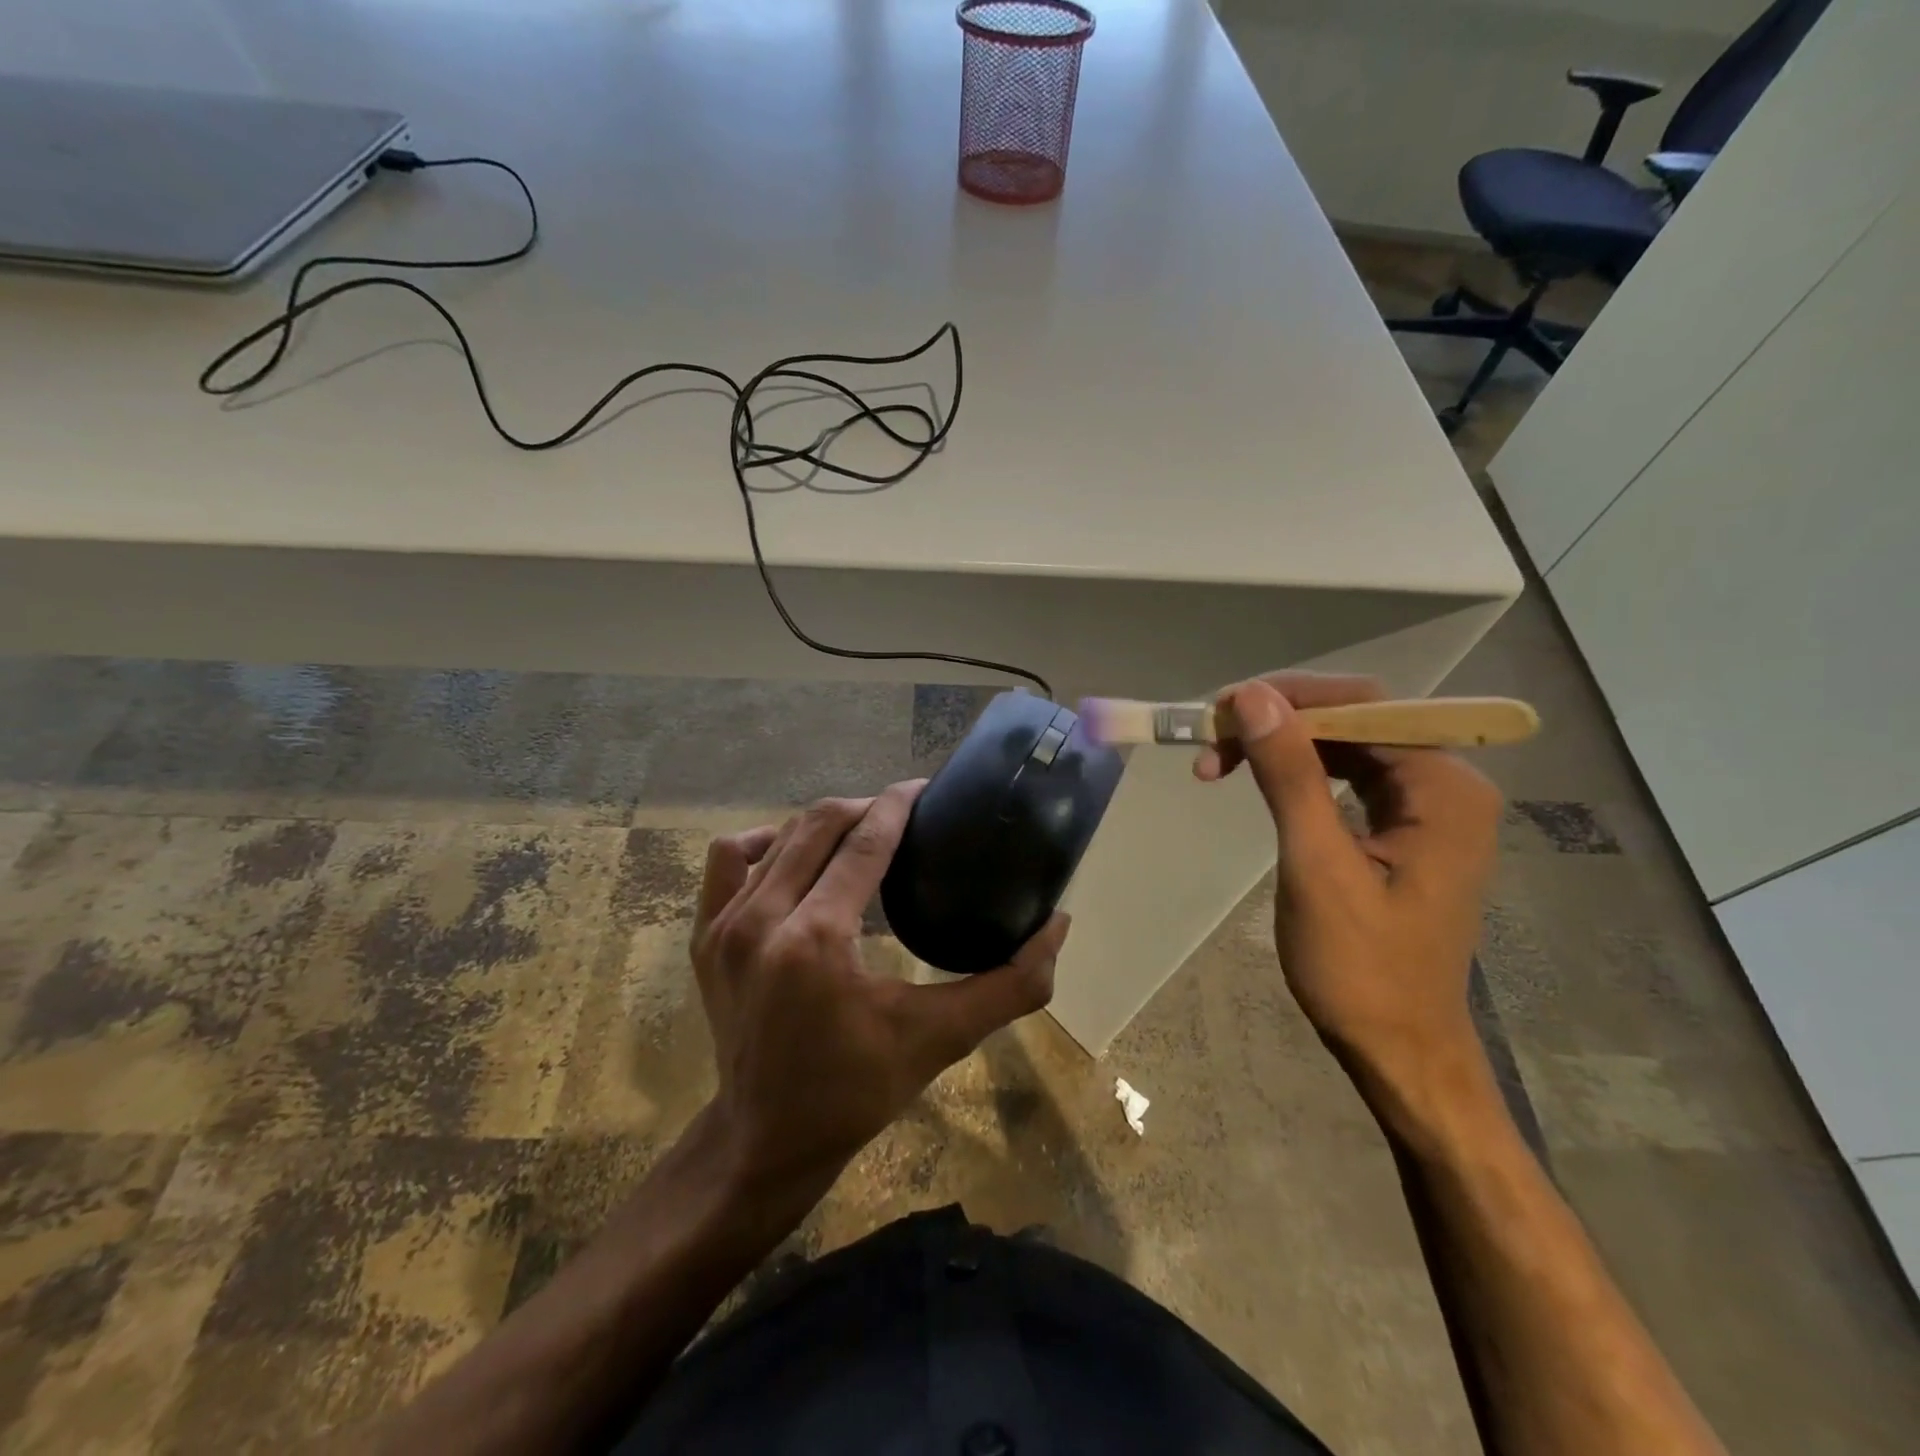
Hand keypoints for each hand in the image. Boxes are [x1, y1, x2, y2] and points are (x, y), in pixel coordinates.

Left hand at [691, 780, 1069, 1201]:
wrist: (766, 1138)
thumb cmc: (856, 1090)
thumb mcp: (941, 1038)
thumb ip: (1009, 984)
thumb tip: (1059, 926)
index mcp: (818, 940)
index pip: (865, 841)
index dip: (899, 805)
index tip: (926, 788)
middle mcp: (763, 920)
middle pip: (820, 825)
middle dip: (867, 807)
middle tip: (904, 813)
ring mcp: (725, 926)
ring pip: (778, 837)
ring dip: (823, 824)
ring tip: (858, 833)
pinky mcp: (704, 936)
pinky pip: (729, 860)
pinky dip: (763, 843)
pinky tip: (791, 854)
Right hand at [1195, 672, 1501, 1092]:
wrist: (1398, 1049)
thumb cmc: (1361, 968)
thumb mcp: (1317, 866)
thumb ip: (1290, 775)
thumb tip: (1253, 697)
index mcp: (1444, 789)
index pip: (1364, 706)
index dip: (1289, 696)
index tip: (1222, 711)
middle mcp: (1446, 785)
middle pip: (1353, 722)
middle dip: (1277, 723)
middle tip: (1210, 743)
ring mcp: (1427, 809)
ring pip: (1345, 747)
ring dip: (1280, 747)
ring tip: (1218, 763)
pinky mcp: (1404, 830)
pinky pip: (1347, 778)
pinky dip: (1297, 774)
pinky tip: (1259, 782)